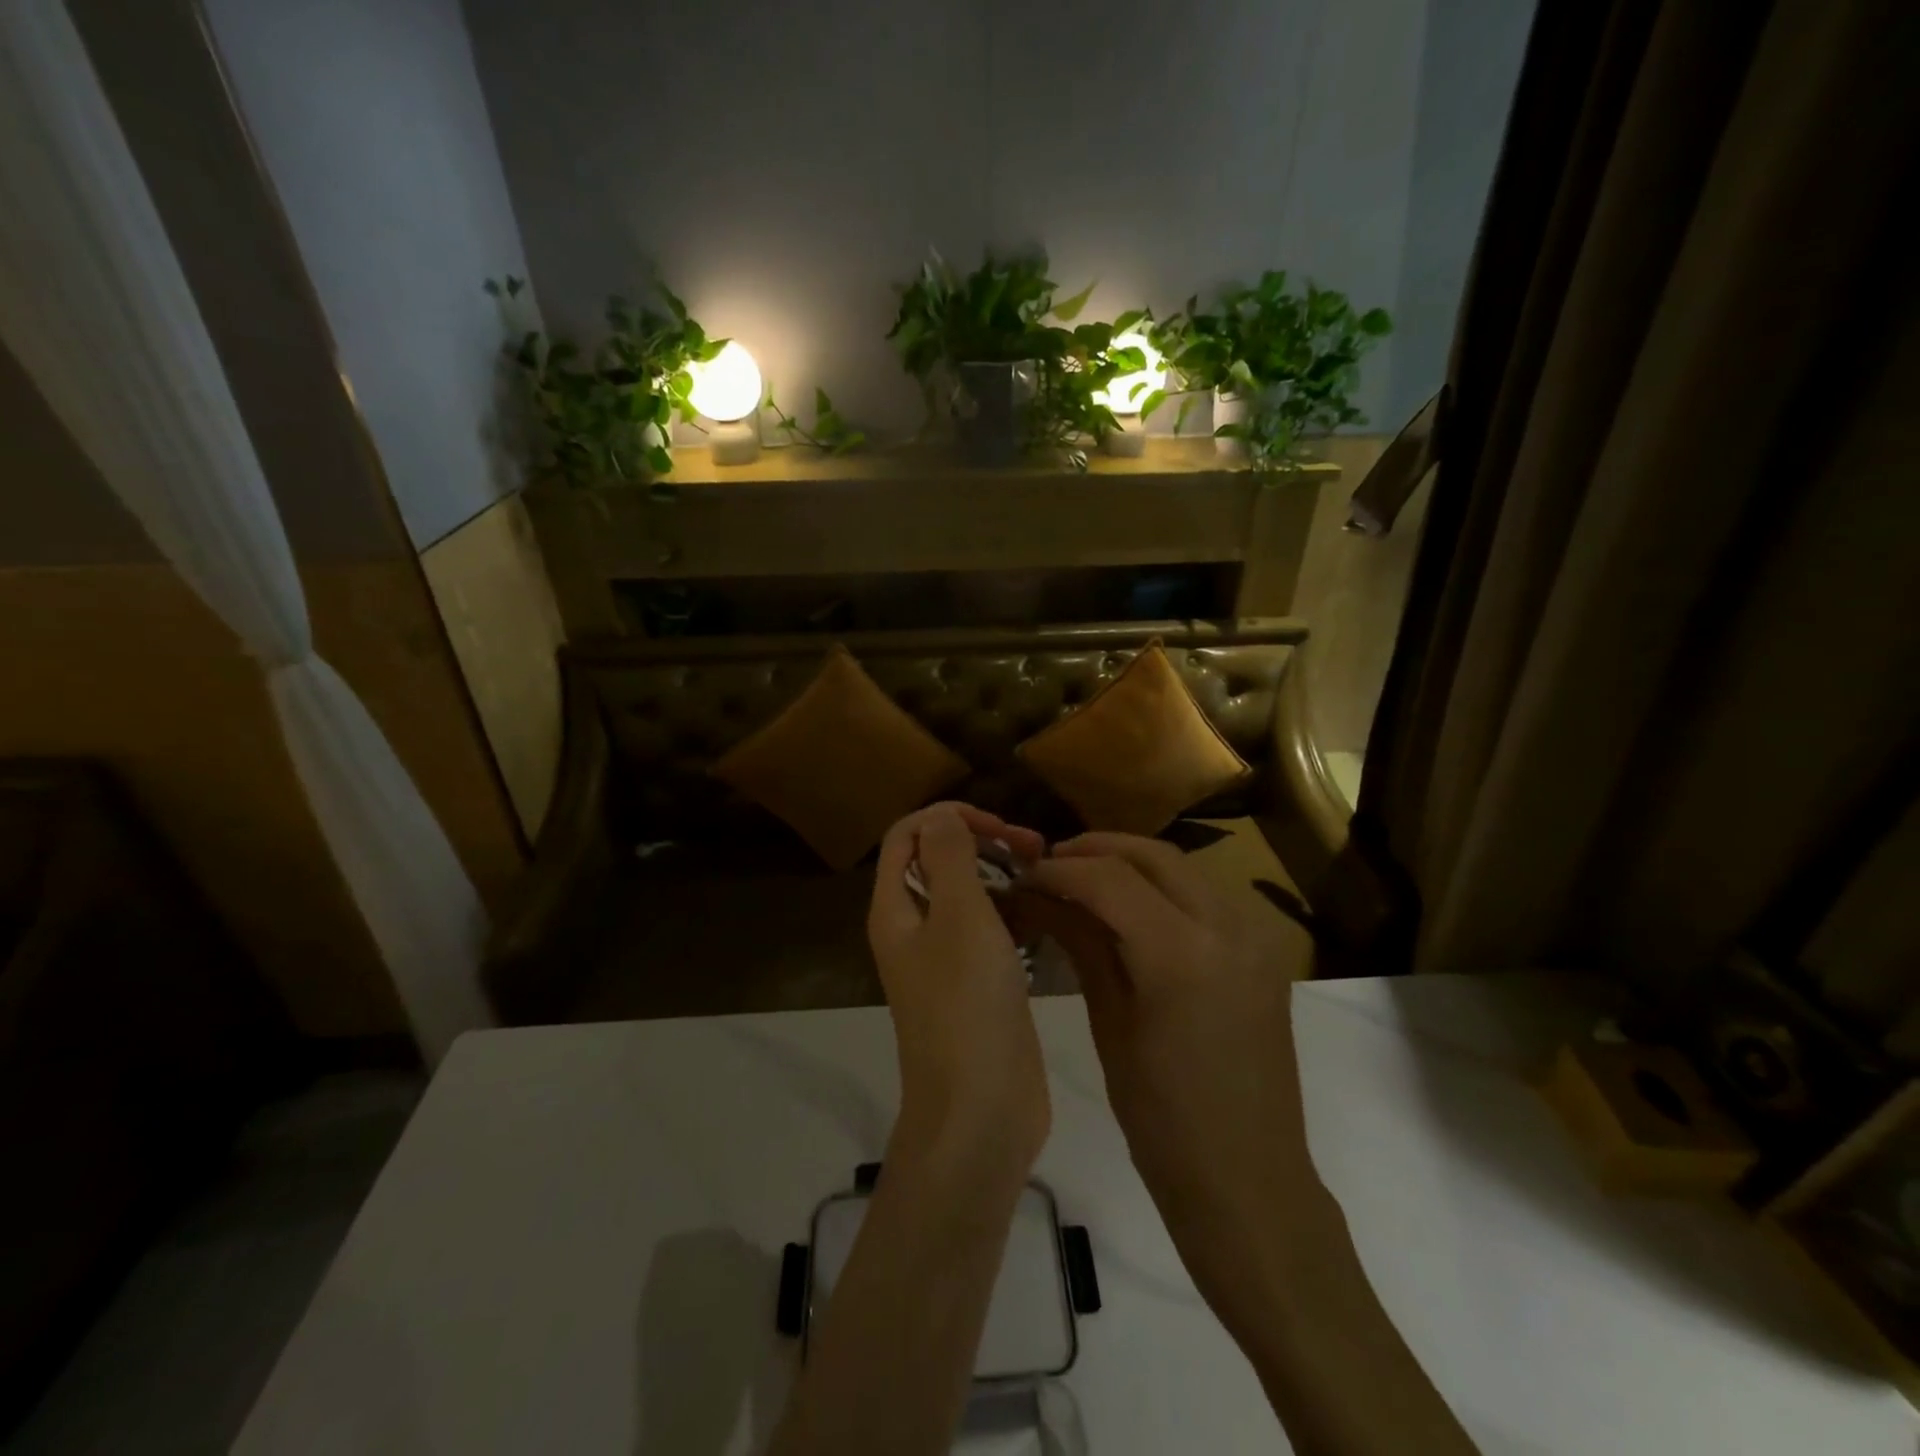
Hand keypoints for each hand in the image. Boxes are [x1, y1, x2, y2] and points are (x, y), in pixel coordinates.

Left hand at [867, 804, 1049, 1183]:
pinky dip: (1012, 911)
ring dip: (1000, 874)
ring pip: (968, 895)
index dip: (948, 817)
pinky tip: (1045, 912)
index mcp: (895, 908)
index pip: (907, 835)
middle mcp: (913, 928)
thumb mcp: (960, 917)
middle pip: (938, 861)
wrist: (980, 1110)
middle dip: (982, 841)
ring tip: (1045, 873)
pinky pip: (989, 930)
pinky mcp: (976, 984)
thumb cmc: (967, 1003)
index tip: (998, 825)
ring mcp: (945, 959)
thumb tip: (940, 815)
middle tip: (1033, 847)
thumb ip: (950, 857)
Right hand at [1023, 834, 1329, 1315]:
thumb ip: (1081, 944)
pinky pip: (1206, 895)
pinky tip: (1131, 905)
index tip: (1023, 875)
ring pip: (1183, 868)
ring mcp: (1254, 936)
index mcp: (1182, 953)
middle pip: (1153, 855)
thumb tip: (1039, 894)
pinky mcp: (1264, 951)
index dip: (1060, 869)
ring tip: (1083, 877)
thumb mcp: (1110, 1024)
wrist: (1249, 1183)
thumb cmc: (1162, 1121)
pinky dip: (1163, 886)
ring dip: (1130, 862)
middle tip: (1050, 863)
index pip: (1109, 878)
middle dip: (1096, 850)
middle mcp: (1227, 927)